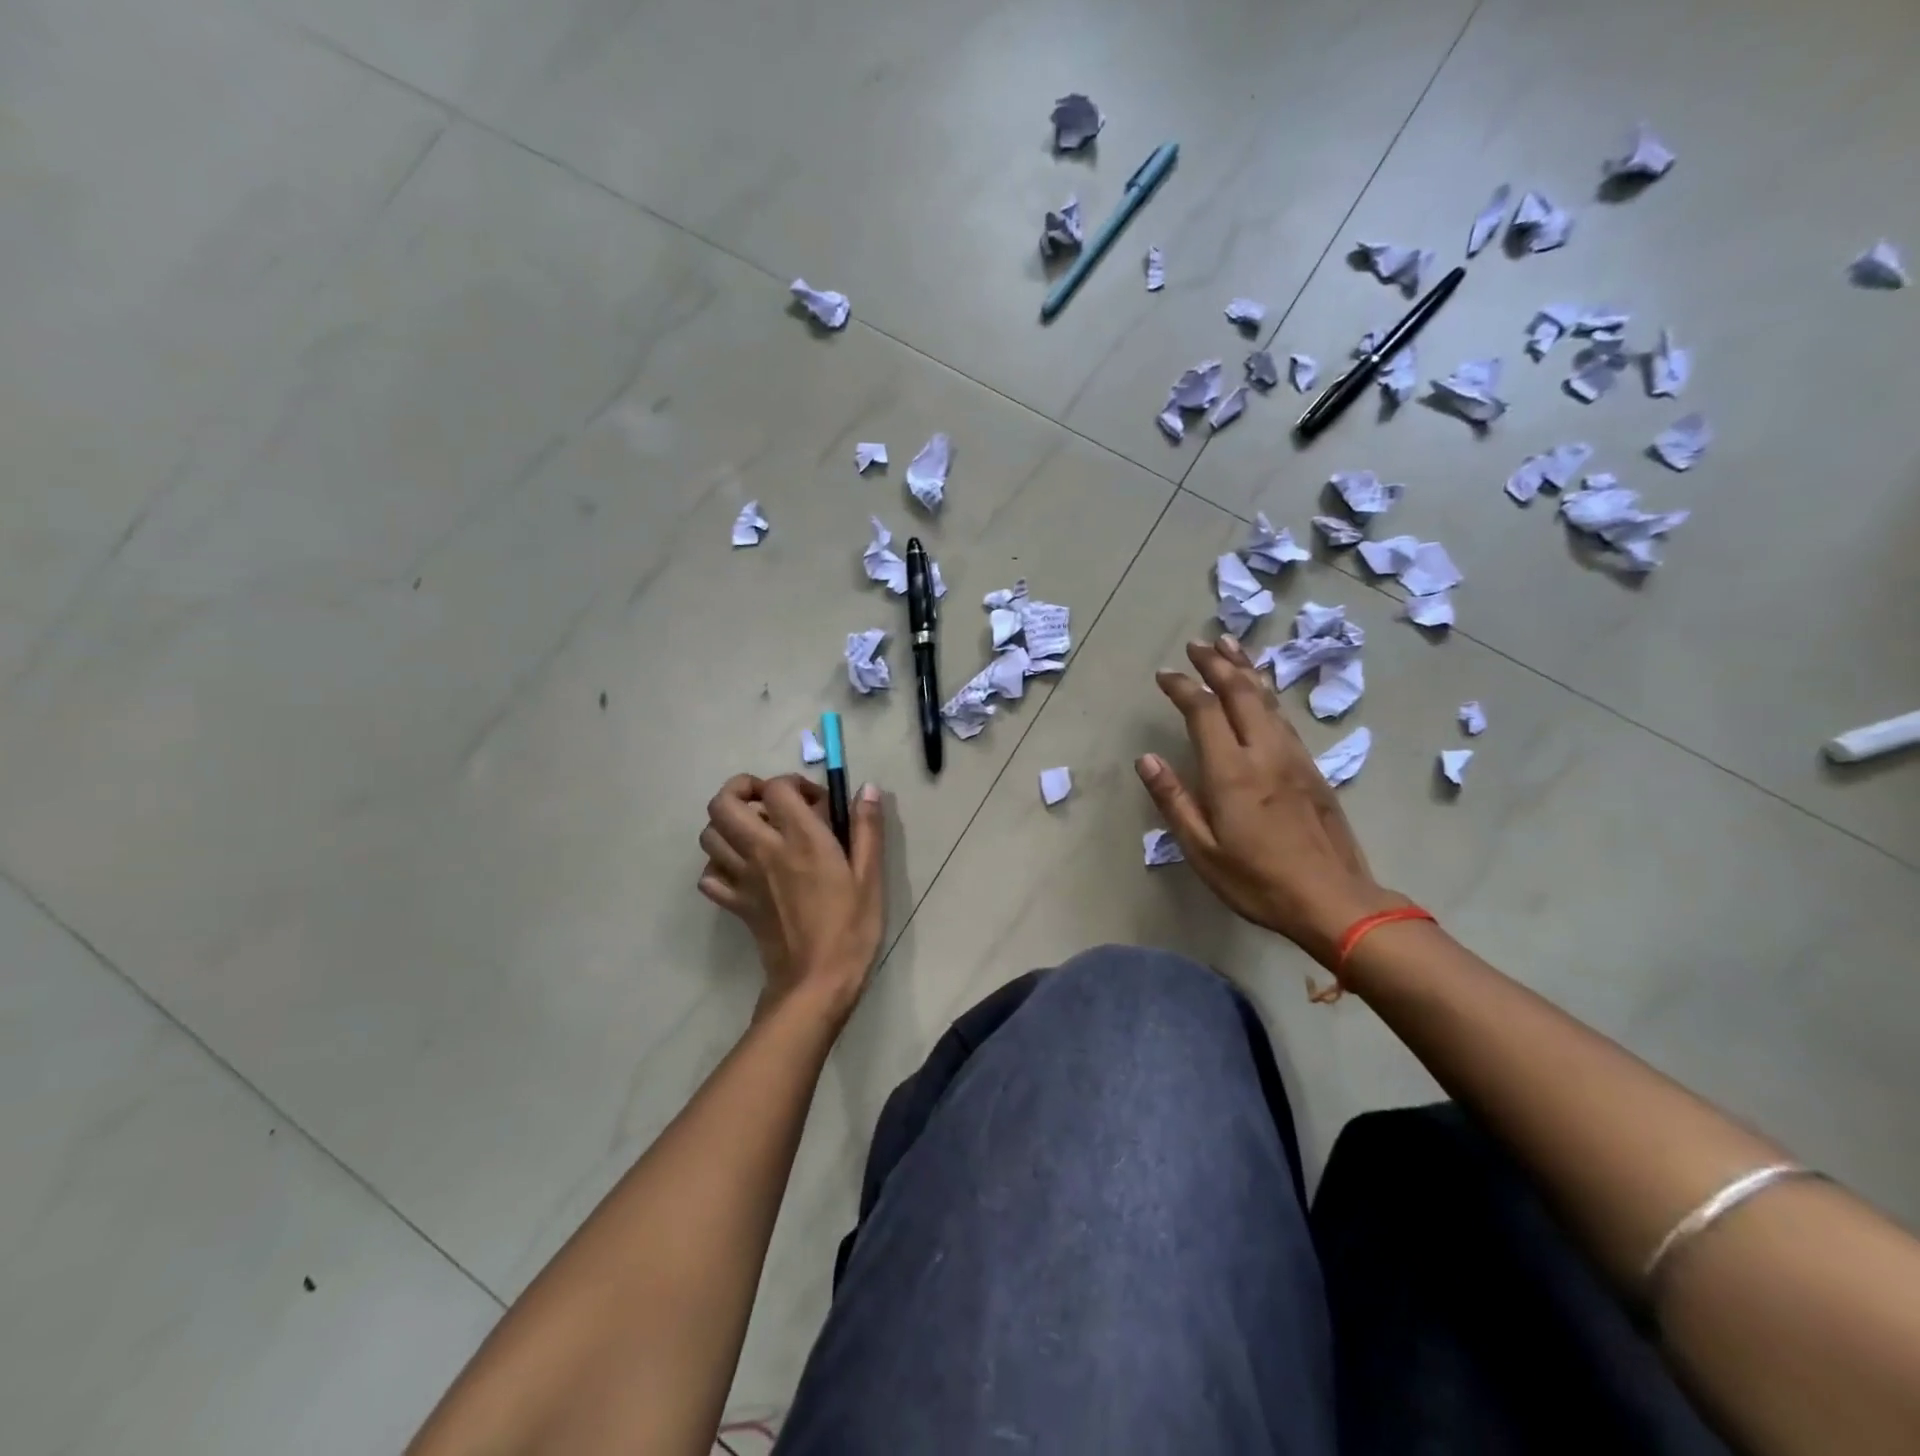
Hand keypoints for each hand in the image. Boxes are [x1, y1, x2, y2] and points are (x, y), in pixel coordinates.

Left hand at [698, 773, 885, 1020]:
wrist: (816, 982)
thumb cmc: (850, 927)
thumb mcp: (869, 876)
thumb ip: (867, 828)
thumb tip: (868, 788)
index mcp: (801, 839)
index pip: (775, 788)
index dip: (792, 784)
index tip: (814, 802)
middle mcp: (763, 850)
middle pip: (723, 803)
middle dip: (741, 790)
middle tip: (768, 802)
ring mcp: (742, 878)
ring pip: (709, 835)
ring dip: (727, 824)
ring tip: (755, 832)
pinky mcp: (734, 904)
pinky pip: (709, 876)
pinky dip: (718, 865)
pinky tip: (742, 869)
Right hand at [1136, 636, 1405, 968]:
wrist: (1335, 901)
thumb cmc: (1258, 881)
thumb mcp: (1202, 850)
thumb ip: (1174, 800)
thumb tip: (1147, 760)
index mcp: (1233, 772)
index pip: (1204, 711)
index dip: (1183, 686)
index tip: (1164, 674)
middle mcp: (1265, 752)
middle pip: (1241, 692)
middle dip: (1217, 663)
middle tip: (1197, 643)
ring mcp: (1294, 758)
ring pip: (1268, 699)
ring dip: (1246, 669)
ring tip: (1230, 645)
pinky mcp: (1312, 768)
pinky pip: (1284, 716)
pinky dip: (1267, 693)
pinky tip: (1263, 690)